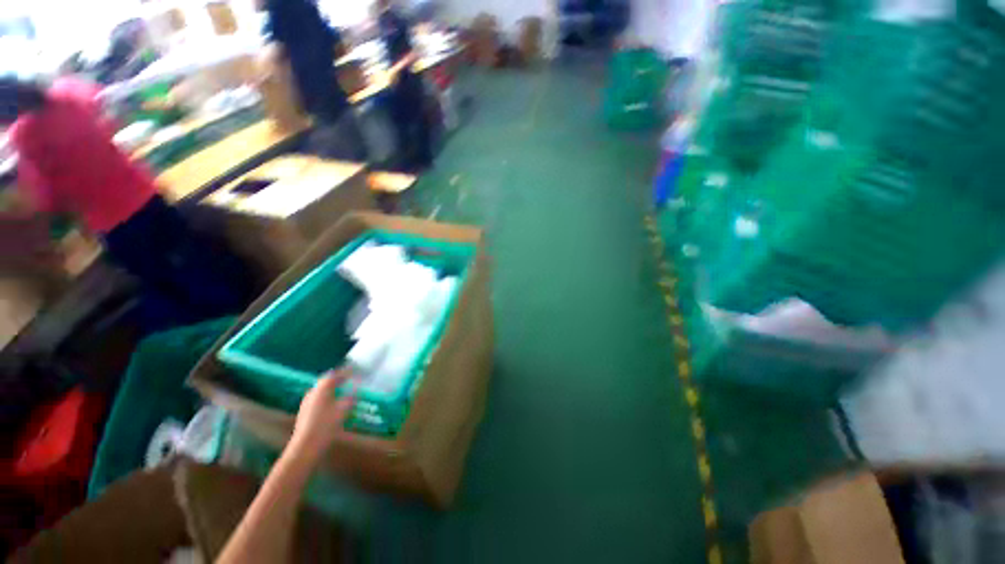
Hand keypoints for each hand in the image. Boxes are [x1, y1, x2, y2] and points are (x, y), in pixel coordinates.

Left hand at [287, 368, 355, 462]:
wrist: (305, 447)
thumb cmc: (326, 425)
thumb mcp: (343, 409)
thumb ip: (351, 396)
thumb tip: (358, 386)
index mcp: (321, 389)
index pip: (334, 374)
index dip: (345, 371)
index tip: (355, 370)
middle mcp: (312, 393)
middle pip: (326, 381)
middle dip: (338, 379)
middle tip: (350, 378)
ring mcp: (307, 403)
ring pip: (322, 390)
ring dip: (333, 388)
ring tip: (344, 390)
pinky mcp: (305, 412)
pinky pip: (319, 398)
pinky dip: (328, 396)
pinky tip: (335, 403)